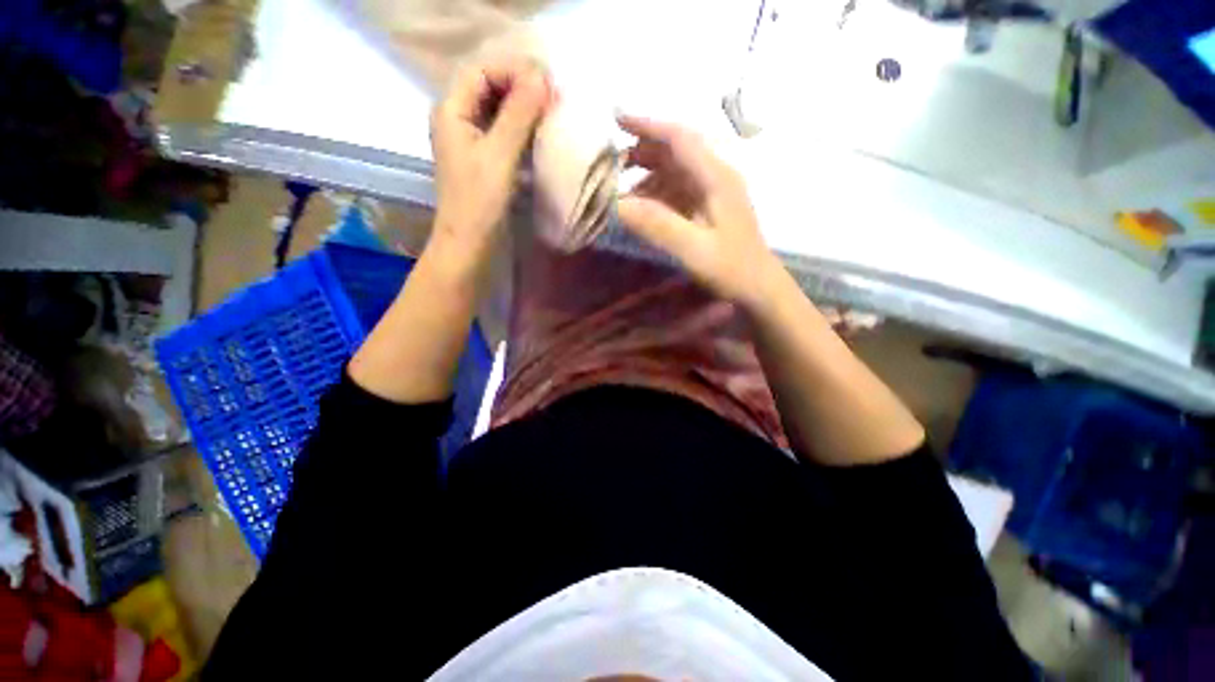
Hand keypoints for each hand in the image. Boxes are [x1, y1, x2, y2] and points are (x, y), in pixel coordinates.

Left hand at [429, 57, 551, 263]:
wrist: (471, 245)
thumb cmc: (479, 203)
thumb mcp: (499, 156)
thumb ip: (519, 114)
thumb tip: (542, 77)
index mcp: (452, 110)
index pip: (483, 70)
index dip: (515, 71)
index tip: (548, 85)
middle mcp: (459, 119)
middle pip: (491, 86)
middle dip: (523, 88)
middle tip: (555, 100)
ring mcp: (472, 140)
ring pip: (500, 110)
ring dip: (526, 109)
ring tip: (553, 115)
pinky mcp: (486, 159)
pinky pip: (506, 132)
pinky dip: (524, 129)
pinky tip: (542, 136)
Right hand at [615, 115, 779, 306]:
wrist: (758, 287)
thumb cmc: (731, 268)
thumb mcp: (693, 248)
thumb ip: (658, 225)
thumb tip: (618, 205)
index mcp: (716, 177)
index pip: (680, 138)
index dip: (648, 125)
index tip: (616, 118)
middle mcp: (716, 176)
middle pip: (676, 150)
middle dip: (643, 151)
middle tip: (612, 165)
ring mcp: (713, 192)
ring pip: (675, 170)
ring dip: (647, 175)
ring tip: (622, 192)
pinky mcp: (709, 207)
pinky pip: (678, 190)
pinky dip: (657, 193)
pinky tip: (643, 208)